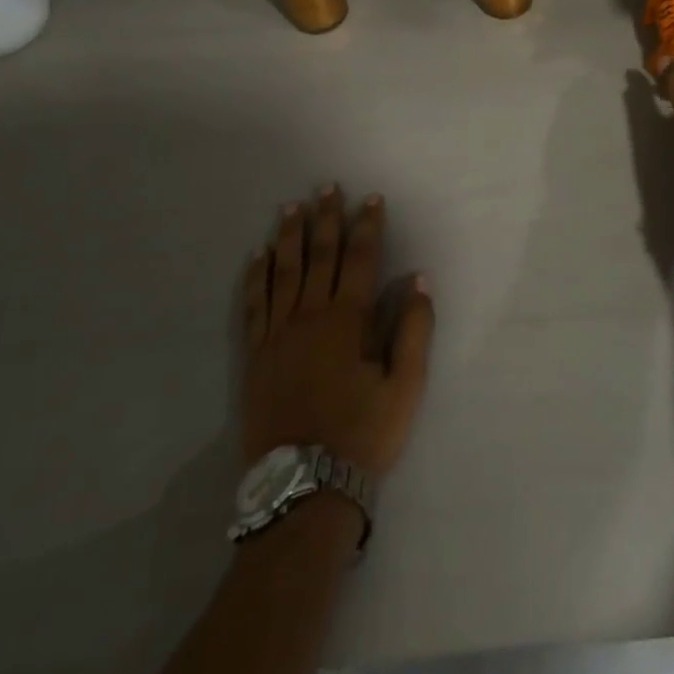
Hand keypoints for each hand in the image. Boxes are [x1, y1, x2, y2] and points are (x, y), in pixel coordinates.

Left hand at [241, 187, 434, 477]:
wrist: (304, 487)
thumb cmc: (363, 434)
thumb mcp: (405, 387)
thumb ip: (414, 329)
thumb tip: (419, 279)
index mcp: (347, 321)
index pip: (359, 258)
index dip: (367, 225)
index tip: (371, 198)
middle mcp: (309, 316)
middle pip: (319, 255)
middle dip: (326, 218)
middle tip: (327, 187)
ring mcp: (277, 334)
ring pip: (283, 271)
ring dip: (289, 236)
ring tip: (291, 207)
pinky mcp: (256, 354)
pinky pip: (254, 303)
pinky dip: (256, 276)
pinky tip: (259, 256)